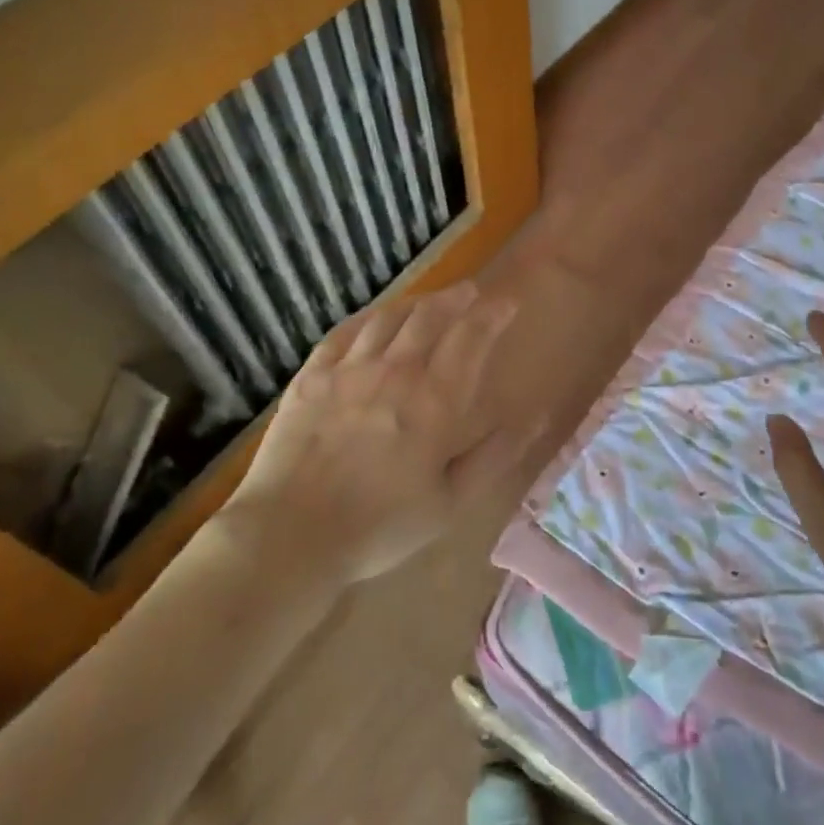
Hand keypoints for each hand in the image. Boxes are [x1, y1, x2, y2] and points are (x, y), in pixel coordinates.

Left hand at [220, 280, 526, 583]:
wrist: (292, 532)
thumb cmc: (380, 526)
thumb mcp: (450, 503)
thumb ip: (492, 457)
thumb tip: (531, 419)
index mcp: (434, 401)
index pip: (470, 338)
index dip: (491, 315)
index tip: (505, 304)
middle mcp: (395, 371)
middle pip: (429, 316)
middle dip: (456, 298)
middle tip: (470, 292)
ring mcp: (349, 369)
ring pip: (388, 317)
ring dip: (415, 302)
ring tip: (429, 300)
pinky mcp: (311, 375)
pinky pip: (345, 332)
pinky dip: (368, 317)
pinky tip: (374, 318)